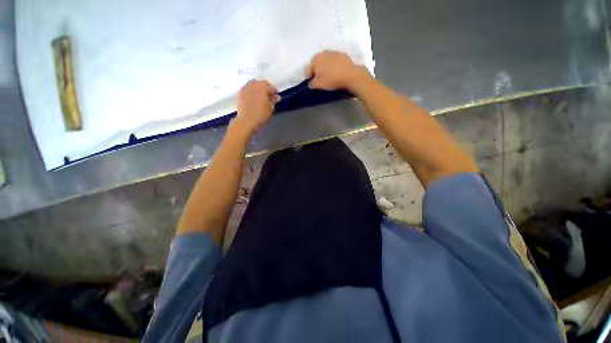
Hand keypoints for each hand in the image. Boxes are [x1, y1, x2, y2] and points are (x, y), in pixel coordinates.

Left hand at [233, 80, 279, 134]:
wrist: (246, 120)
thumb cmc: (261, 115)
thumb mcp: (270, 109)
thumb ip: (273, 101)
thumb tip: (277, 96)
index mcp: (263, 89)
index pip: (271, 87)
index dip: (275, 91)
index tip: (276, 95)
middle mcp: (254, 86)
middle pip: (262, 83)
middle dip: (267, 87)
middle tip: (269, 94)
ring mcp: (246, 88)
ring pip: (253, 83)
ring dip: (258, 86)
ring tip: (261, 93)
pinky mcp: (240, 93)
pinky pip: (247, 86)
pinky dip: (251, 88)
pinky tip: (252, 94)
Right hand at [306, 50, 369, 90]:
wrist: (350, 74)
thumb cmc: (332, 80)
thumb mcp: (319, 85)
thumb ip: (312, 83)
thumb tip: (311, 82)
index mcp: (315, 60)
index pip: (307, 70)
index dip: (309, 78)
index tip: (312, 83)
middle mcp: (322, 53)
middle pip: (315, 63)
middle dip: (316, 70)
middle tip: (320, 78)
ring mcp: (332, 52)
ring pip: (324, 60)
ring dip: (324, 66)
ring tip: (328, 74)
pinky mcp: (340, 54)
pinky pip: (333, 60)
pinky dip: (332, 65)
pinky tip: (335, 71)